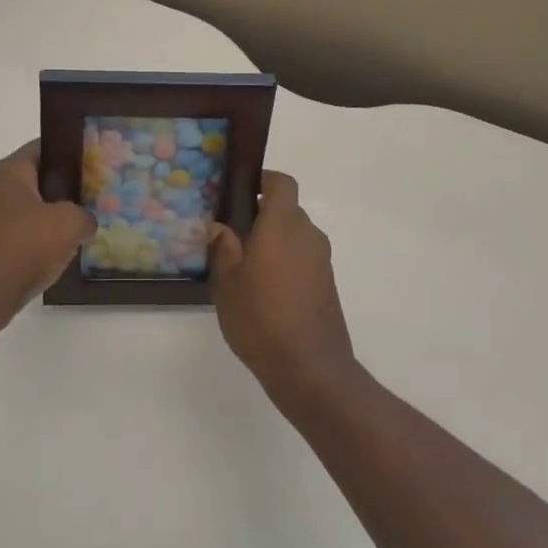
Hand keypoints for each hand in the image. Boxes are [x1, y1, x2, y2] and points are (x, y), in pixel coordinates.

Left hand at [0, 141, 95, 324]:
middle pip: (41, 177)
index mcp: (10, 171)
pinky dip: (45, 237)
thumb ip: (85, 215)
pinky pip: (27, 231)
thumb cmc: (23, 246)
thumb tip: (85, 222)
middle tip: (99, 193)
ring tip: (88, 223)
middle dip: (70, 186)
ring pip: (36, 207)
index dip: (73, 151)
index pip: (45, 147)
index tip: (98, 161)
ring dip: (59, 216)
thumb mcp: (68, 224)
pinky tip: (66, 249)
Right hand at [208, 171, 356, 407]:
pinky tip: (265, 290)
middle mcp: (308, 234)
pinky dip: (286, 263)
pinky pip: (304, 259)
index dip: (264, 180)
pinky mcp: (327, 284)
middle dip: (262, 216)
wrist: (309, 367)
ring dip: (274, 242)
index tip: (241, 191)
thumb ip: (223, 248)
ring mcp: (322, 260)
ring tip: (245, 266)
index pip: (281, 183)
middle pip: (287, 210)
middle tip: (233, 235)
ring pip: (295, 236)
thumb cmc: (260, 317)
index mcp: (282, 224)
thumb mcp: (226, 282)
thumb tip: (220, 226)